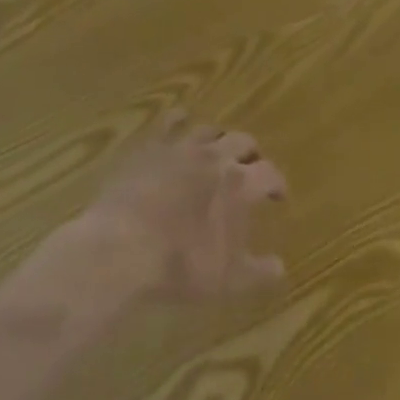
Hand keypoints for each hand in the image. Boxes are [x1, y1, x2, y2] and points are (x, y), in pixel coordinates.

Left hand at [77, 114, 289, 300]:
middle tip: (252, 166)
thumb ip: (257, 272)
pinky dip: (180, 120)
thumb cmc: (177, 267)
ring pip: (210, 130)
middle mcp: (216, 157)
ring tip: (220, 148)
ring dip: (220, 138)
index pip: (270, 174)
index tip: (279, 196)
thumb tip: (281, 267)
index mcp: (239, 185)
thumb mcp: (225, 280)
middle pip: (243, 141)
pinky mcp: (151, 147)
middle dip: (252, 153)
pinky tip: (181, 120)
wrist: (119, 250)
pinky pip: (170, 122)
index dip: (278, 183)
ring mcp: (182, 148)